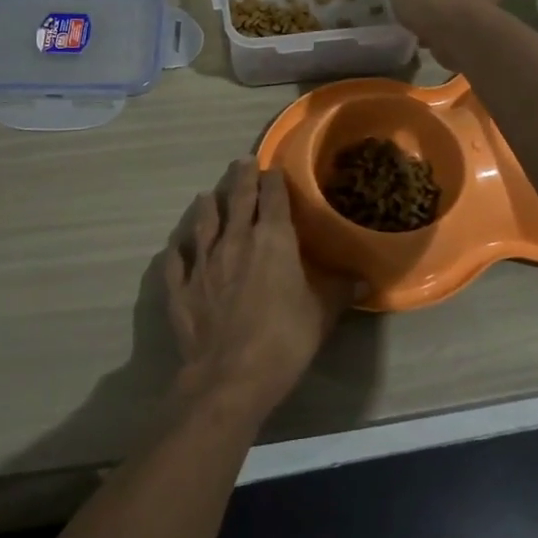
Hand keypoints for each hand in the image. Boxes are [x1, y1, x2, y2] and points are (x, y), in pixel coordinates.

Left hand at [163, 160, 354, 427]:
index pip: (272, 197)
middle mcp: (235, 240)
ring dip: (206, 206)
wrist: (230, 376)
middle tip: (241, 162)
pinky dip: (177, 251)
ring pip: (203, 223)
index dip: (273, 180)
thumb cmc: (285, 340)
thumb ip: (339, 290)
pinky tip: (175, 247)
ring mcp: (203, 263)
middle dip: (240, 178)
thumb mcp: (322, 314)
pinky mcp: (181, 287)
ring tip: (206, 195)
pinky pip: (176, 261)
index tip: (273, 169)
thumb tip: (362, 279)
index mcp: (272, 240)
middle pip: (236, 199)